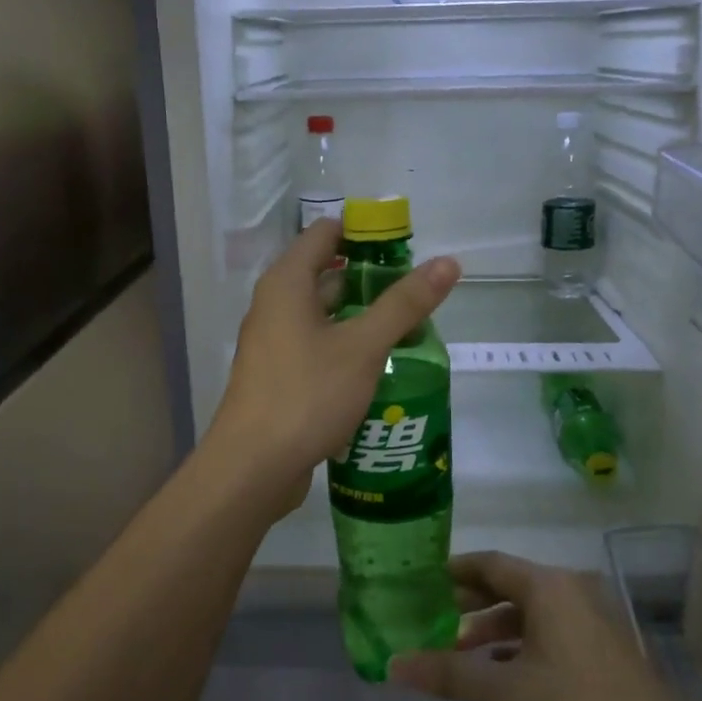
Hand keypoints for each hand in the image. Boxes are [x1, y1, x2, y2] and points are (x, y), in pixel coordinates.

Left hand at [206, 220, 459, 519]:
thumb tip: (448, 263)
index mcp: (287, 283)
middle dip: (371, 278)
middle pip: (325, 274)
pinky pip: (317, 346)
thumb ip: (404, 304)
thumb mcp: (363, 347)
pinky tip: (378, 366)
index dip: (365, 233)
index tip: (406, 247)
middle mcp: (274, 305)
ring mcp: (274, 343)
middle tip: (416, 292)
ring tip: (409, 327)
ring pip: (323, 315)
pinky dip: (346, 346)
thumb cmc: (306, 394)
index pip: (325, 233)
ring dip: (361, 316)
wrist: (253, 467)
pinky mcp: (278, 376)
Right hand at [389, 552, 697, 700]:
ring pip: (530, 609)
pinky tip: (502, 670)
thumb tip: (394, 666)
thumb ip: (450, 675)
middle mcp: (570, 589)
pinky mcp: (602, 644)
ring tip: (460, 649)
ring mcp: (591, 616)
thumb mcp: (507, 695)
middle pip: (509, 584)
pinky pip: (550, 628)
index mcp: (548, 587)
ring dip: (495, 627)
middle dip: (470, 601)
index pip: (489, 563)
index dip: (453, 571)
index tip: (421, 581)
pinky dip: (521, 641)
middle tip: (432, 616)